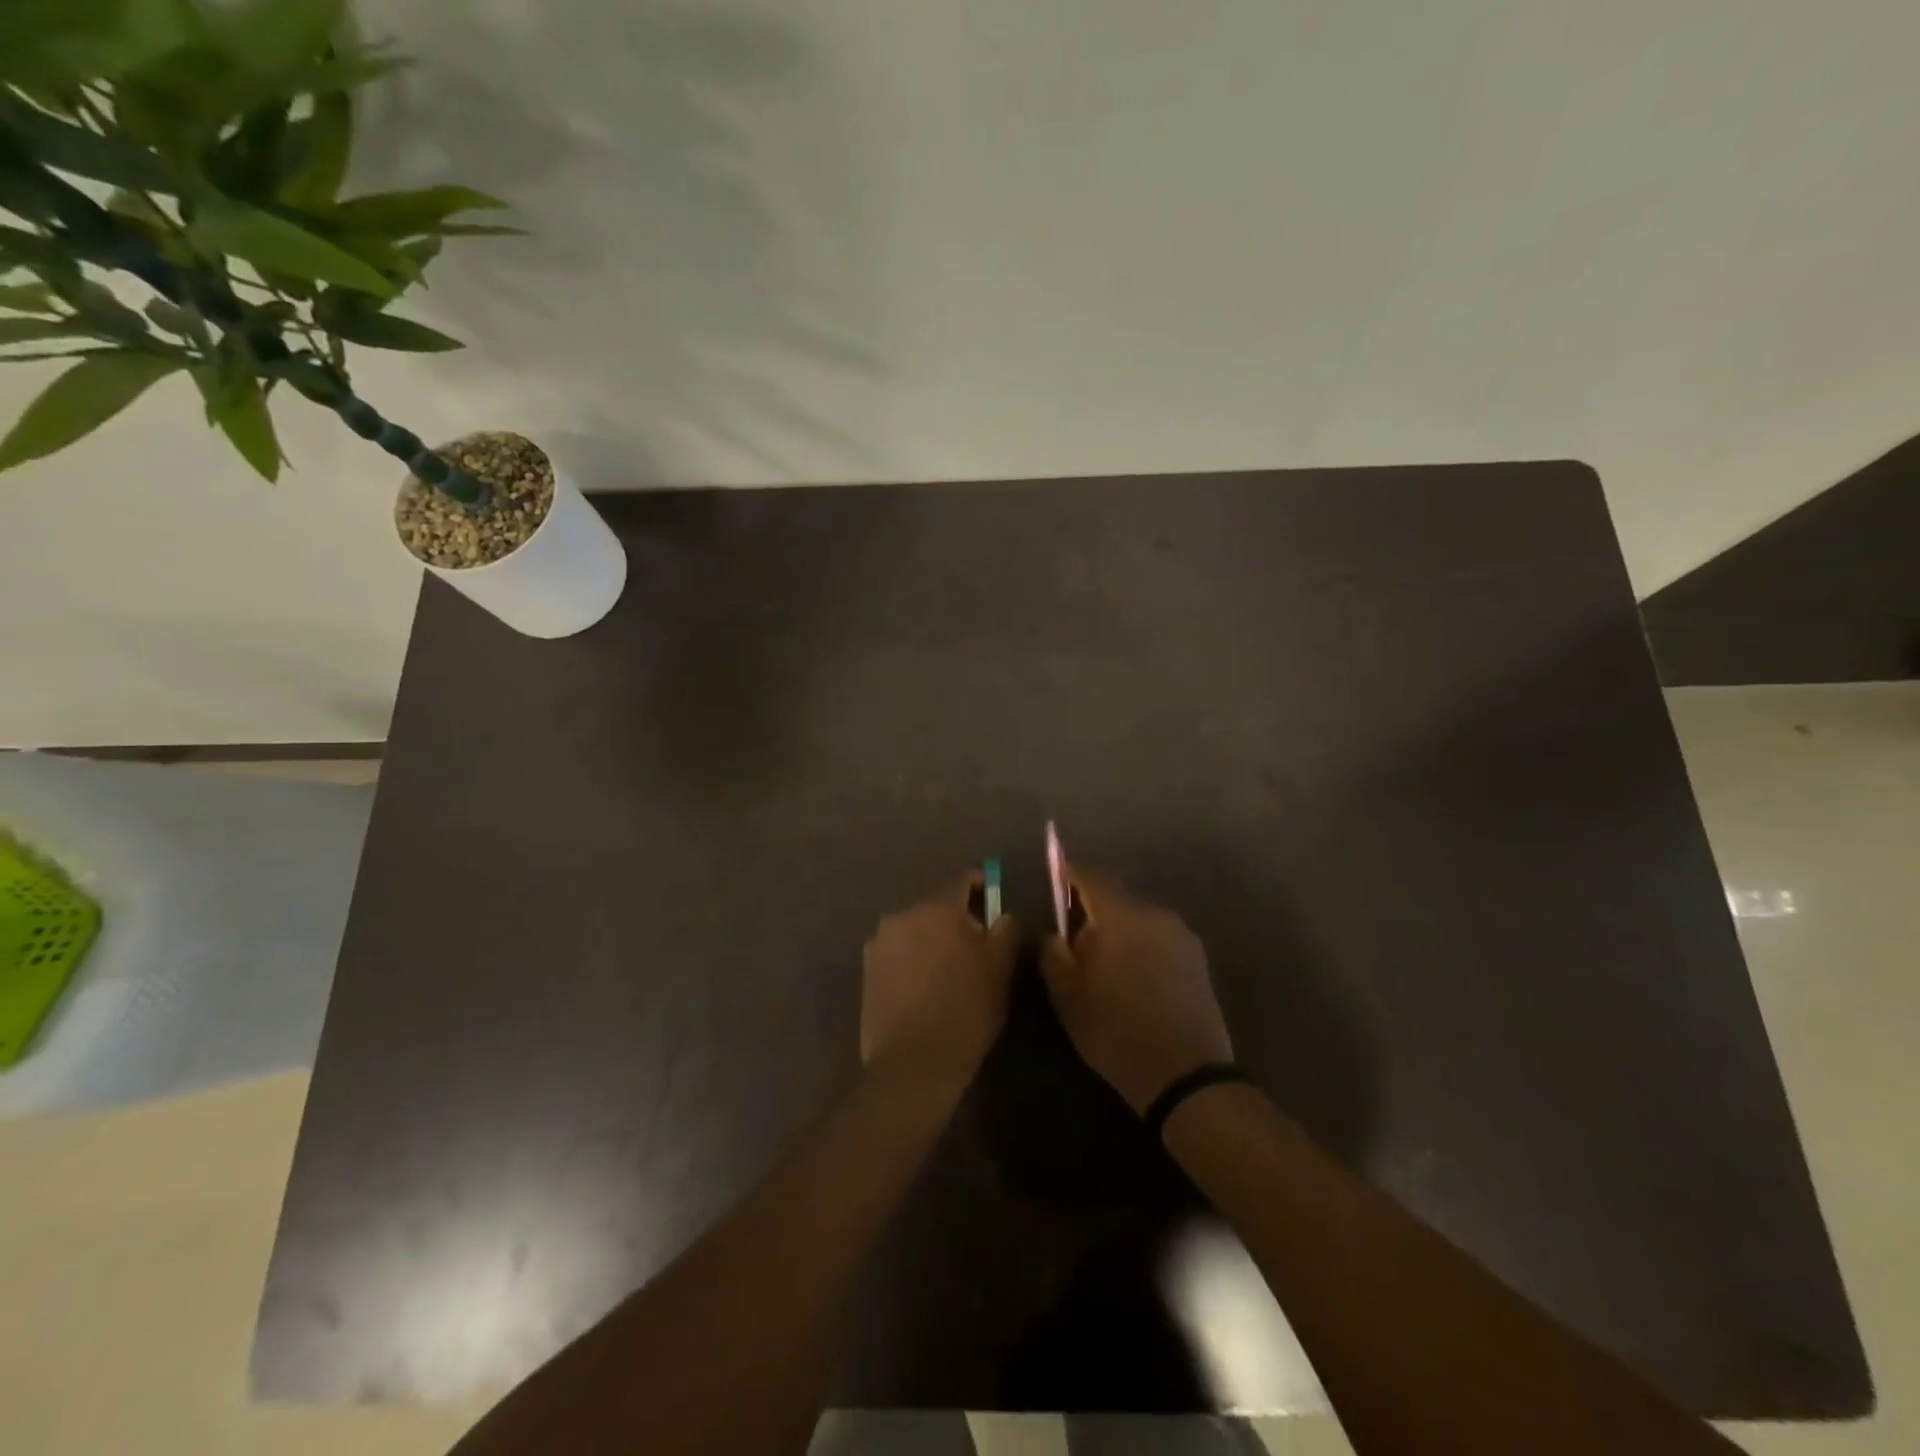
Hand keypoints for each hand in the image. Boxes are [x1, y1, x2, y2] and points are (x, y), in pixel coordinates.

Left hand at [861, 874, 1019, 1095]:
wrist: (913, 1063)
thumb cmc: (966, 1010)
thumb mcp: (1001, 969)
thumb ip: (1005, 930)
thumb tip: (1001, 915)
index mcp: (938, 907)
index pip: (962, 880)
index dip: (981, 888)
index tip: (992, 905)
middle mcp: (903, 914)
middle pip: (936, 905)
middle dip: (955, 918)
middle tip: (974, 946)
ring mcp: (879, 941)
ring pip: (914, 929)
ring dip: (931, 939)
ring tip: (946, 970)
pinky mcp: (866, 969)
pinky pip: (897, 952)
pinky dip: (911, 959)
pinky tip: (923, 987)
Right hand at [1041, 869, 1233, 1112]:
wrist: (1187, 1076)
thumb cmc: (1116, 1033)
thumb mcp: (1067, 998)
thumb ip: (1053, 955)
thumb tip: (1054, 933)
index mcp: (1120, 917)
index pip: (1091, 877)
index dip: (1070, 876)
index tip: (1055, 882)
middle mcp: (1154, 914)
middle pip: (1116, 899)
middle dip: (1094, 913)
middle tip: (1076, 943)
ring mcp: (1181, 935)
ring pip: (1139, 920)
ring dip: (1120, 933)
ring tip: (1107, 968)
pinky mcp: (1198, 958)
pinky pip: (1159, 939)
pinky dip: (1142, 948)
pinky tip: (1136, 981)